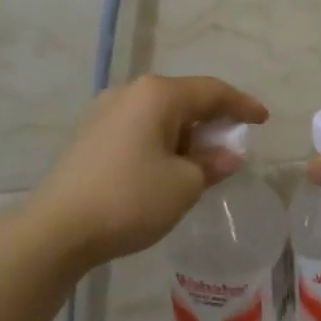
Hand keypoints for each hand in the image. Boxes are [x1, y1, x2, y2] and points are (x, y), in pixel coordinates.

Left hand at [25, 74, 267, 270]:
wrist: (56, 229)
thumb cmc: (130, 199)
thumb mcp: (184, 185)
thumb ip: (211, 164)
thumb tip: (226, 155)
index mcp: (157, 95)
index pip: (212, 91)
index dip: (242, 105)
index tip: (263, 119)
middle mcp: (129, 92)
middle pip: (184, 98)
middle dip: (212, 120)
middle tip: (233, 143)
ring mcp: (103, 111)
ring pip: (158, 114)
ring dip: (185, 133)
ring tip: (202, 160)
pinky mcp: (88, 135)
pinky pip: (137, 128)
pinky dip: (160, 141)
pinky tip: (166, 165)